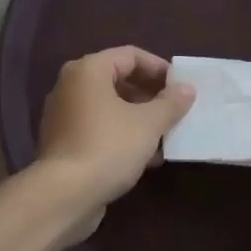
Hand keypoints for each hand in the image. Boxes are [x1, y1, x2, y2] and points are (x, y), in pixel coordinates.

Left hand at [35, 47, 195, 231]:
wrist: (65, 195)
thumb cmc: (109, 147)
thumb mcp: (149, 124)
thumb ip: (170, 103)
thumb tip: (186, 89)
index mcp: (88, 70)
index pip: (130, 55)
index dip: (159, 68)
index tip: (181, 87)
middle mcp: (71, 86)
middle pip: (118, 80)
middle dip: (150, 95)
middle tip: (176, 110)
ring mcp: (64, 115)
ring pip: (109, 107)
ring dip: (139, 118)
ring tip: (166, 135)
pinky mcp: (64, 142)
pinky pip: (99, 128)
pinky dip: (122, 135)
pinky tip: (146, 157)